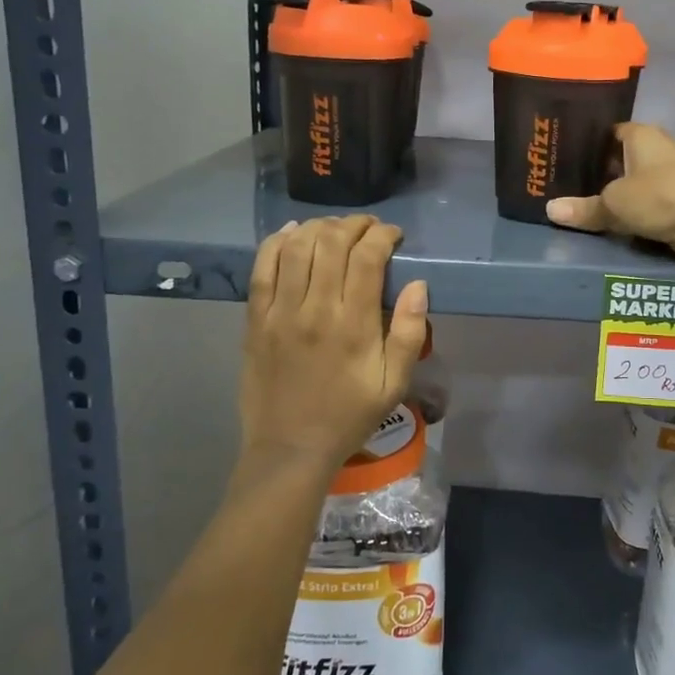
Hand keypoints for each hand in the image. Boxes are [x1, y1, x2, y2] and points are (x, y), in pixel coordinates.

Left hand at [239, 216, 428, 483]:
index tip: (393, 235)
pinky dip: (276, 243)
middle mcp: (315, 310)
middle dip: (354, 225)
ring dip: (319, 228)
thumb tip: (418, 285)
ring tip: (335, 229)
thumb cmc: (349, 416)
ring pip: (296, 248)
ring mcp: (279, 313)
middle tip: (368, 228)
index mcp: (353, 325)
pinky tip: (292, 233)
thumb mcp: (394, 384)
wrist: (290, 449)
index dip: (382, 235)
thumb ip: (410, 333)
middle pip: (331, 243)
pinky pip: (261, 269)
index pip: (367, 258)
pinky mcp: (255, 320)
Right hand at [545, 123, 674, 268]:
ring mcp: (669, 174)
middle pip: (619, 157)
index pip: (607, 131)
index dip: (586, 143)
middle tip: (564, 182)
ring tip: (580, 201)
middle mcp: (656, 148)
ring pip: (632, 181)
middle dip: (597, 170)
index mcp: (640, 134)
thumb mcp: (614, 202)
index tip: (562, 155)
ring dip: (614, 192)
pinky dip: (630, 209)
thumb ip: (583, 207)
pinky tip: (610, 218)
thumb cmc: (660, 196)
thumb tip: (549, 210)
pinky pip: (645, 201)